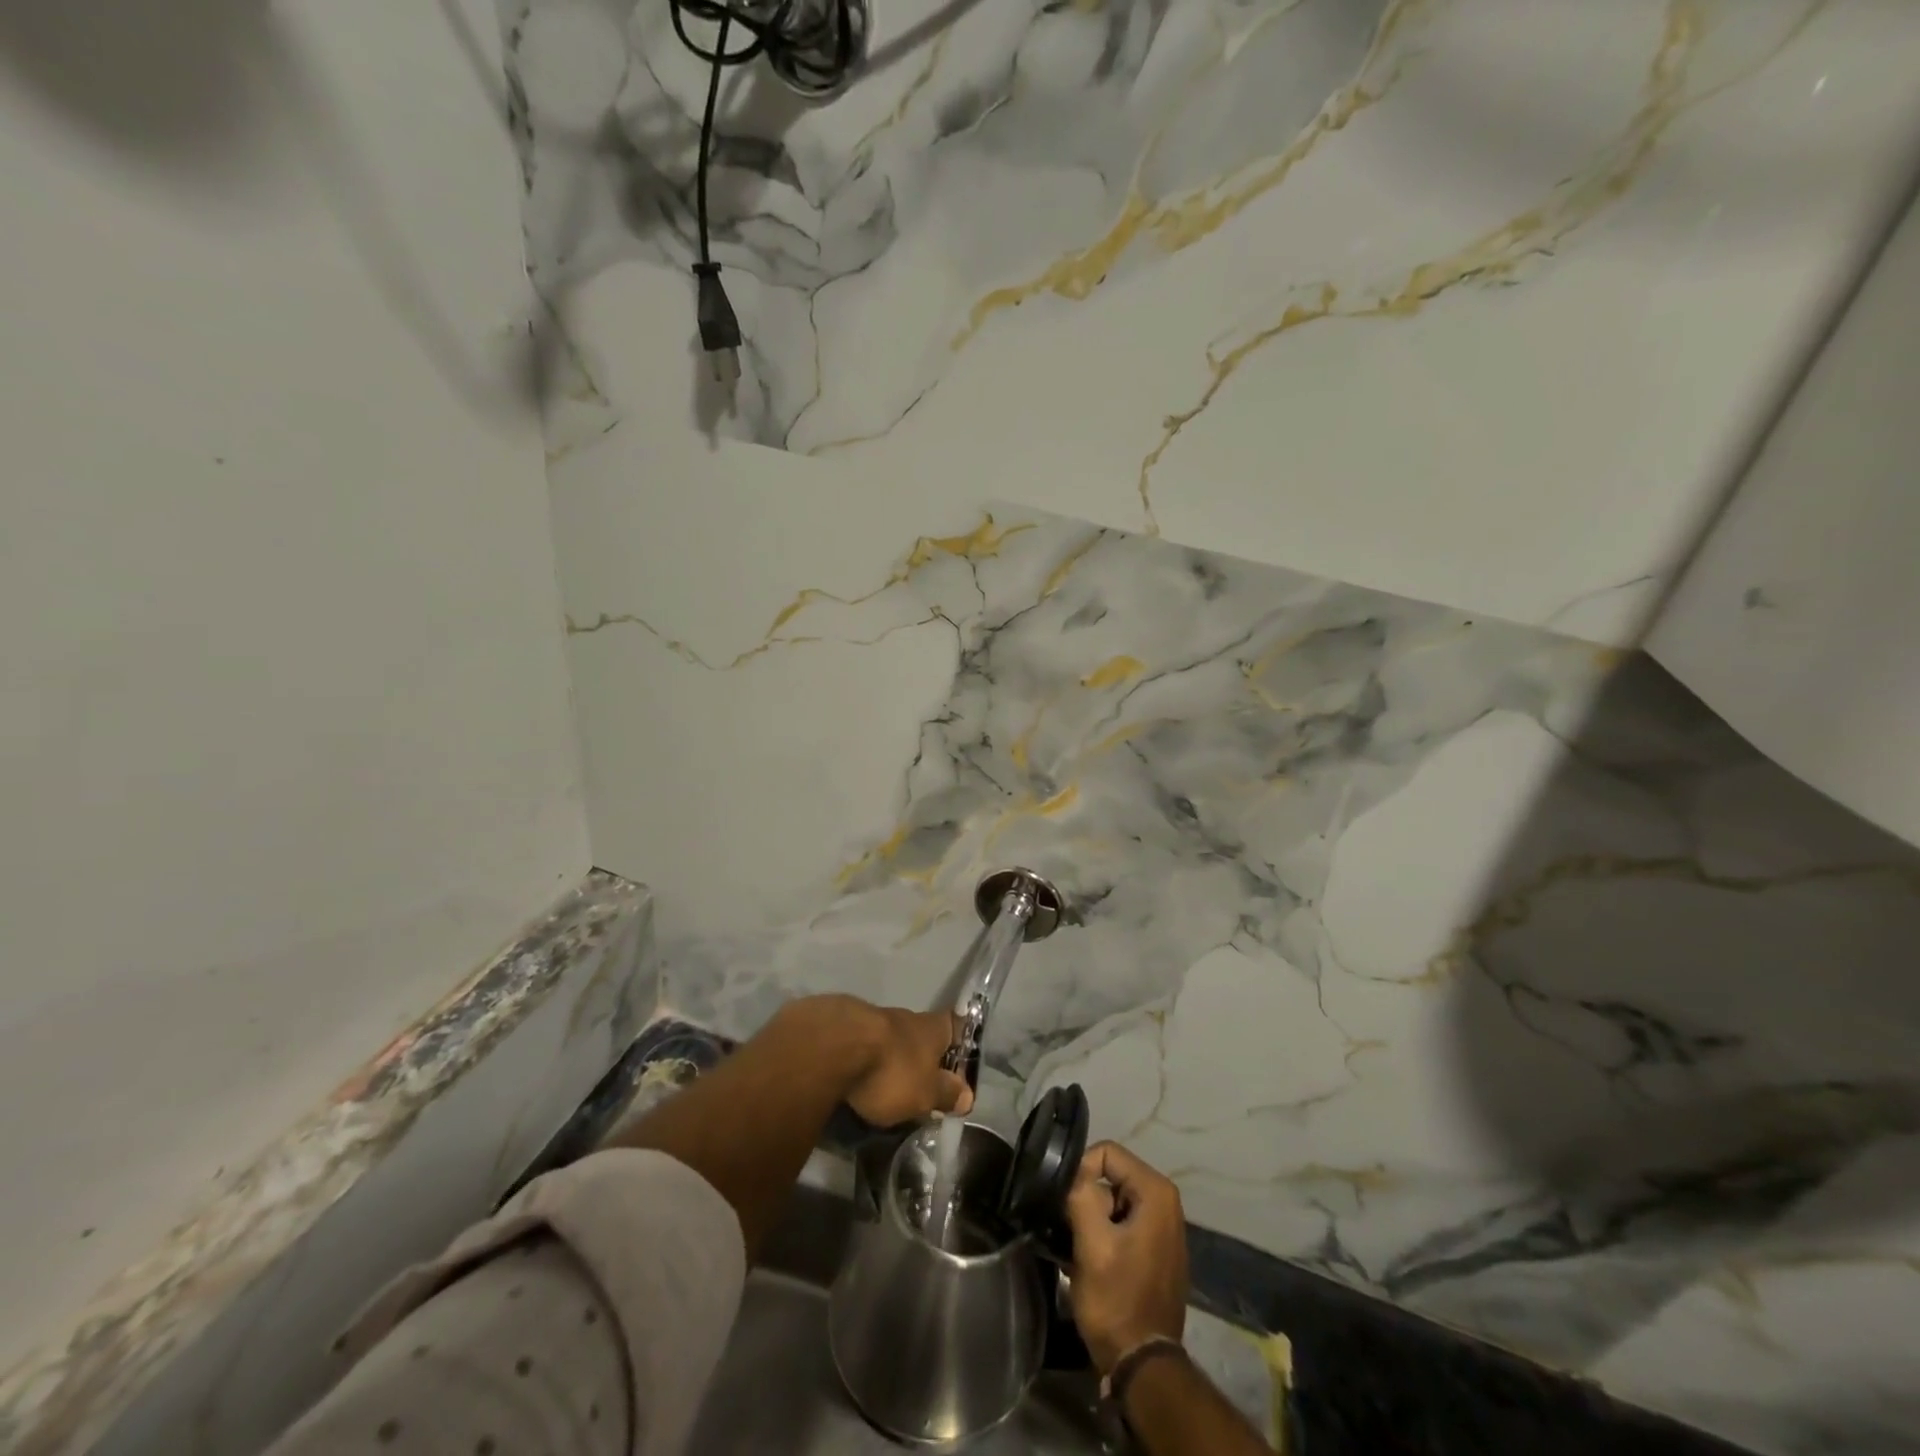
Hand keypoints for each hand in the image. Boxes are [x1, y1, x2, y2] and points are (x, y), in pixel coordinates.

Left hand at [783, 995, 972, 1125]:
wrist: (831, 1046)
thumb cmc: (890, 1071)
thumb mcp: (925, 1094)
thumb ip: (945, 1094)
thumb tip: (967, 1095)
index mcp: (929, 1028)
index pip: (954, 1024)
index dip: (959, 1039)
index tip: (959, 1057)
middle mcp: (902, 1016)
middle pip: (918, 1031)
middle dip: (919, 1053)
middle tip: (919, 1081)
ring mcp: (868, 1016)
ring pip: (884, 1035)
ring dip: (886, 1054)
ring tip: (881, 1082)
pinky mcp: (836, 1023)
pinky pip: (854, 1041)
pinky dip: (856, 1055)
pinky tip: (849, 1074)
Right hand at [1065, 1141, 1188, 1371]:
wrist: (1142, 1366)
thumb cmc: (1117, 1301)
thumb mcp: (1092, 1244)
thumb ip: (1081, 1195)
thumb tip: (1071, 1171)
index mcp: (1156, 1192)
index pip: (1107, 1153)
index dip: (1080, 1171)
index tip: (1065, 1203)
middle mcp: (1166, 1201)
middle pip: (1111, 1175)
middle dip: (1086, 1197)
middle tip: (1069, 1228)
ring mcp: (1163, 1226)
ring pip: (1113, 1199)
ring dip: (1091, 1217)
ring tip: (1077, 1246)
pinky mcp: (1156, 1248)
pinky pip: (1122, 1221)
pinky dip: (1103, 1232)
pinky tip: (1089, 1258)